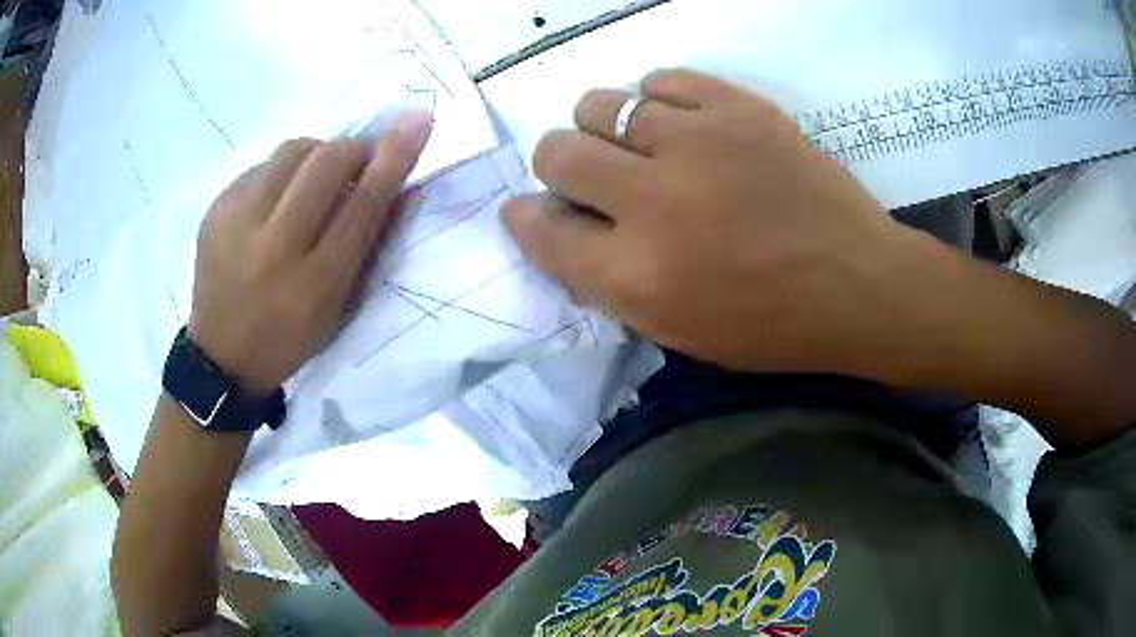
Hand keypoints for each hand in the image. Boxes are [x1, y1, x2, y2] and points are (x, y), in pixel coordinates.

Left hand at [187, 110, 432, 393]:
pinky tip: (273, 202)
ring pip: (291, 151)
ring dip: (315, 156)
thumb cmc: (289, 336)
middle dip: (352, 150)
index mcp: (315, 281)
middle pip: (326, 162)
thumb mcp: (337, 306)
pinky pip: (260, 166)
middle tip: (355, 161)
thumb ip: (366, 244)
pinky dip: (279, 173)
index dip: (393, 157)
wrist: (222, 357)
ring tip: (310, 183)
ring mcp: (237, 223)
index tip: (417, 120)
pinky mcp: (215, 210)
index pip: (363, 202)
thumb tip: (395, 183)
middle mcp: (274, 246)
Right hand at [502, 69, 931, 378]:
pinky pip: (661, 80)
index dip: (525, 219)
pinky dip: (655, 100)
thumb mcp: (677, 329)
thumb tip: (557, 225)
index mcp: (637, 275)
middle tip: (591, 177)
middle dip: (558, 165)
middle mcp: (653, 201)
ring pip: (599, 104)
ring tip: (637, 147)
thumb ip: (606, 279)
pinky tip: (677, 123)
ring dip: (603, 128)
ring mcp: (698, 143)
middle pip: (556, 153)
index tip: (528, 210)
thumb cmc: (771, 324)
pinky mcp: (738, 108)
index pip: (542, 231)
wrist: (858, 285)